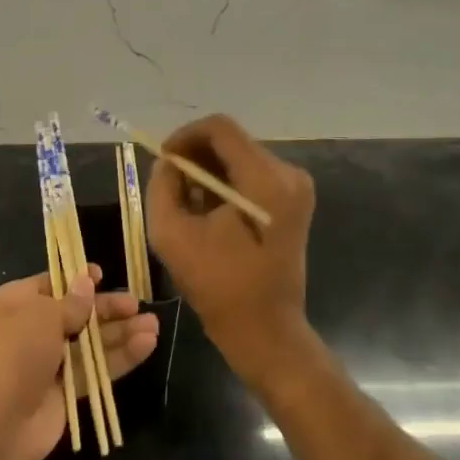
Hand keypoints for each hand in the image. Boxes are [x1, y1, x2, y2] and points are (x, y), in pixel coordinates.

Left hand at [0, 265, 159, 459]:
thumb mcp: (43, 315)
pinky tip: (147, 345)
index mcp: (20, 302)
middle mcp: (35, 328)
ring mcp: (52, 360)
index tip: (104, 276)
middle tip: (138, 306)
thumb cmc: (17, 352)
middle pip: (79, 313)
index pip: (54, 284)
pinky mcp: (67, 390)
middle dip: (108, 309)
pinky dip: (121, 357)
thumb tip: (87, 281)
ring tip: (154, 326)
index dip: (79, 279)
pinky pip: (97, 368)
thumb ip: (72, 301)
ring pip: (92, 342)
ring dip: (121, 333)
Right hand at [144, 114, 314, 385]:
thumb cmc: (218, 285)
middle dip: (196, 156)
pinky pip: (253, 176)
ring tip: (186, 202)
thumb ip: (163, 186)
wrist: (266, 330)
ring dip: (209, 172)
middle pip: (232, 142)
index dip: (185, 136)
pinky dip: (226, 185)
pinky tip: (208, 212)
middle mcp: (288, 173)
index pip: (220, 128)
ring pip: (241, 157)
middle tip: (169, 182)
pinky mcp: (294, 202)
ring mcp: (296, 188)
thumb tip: (169, 163)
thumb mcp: (171, 233)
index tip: (163, 158)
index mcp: (264, 179)